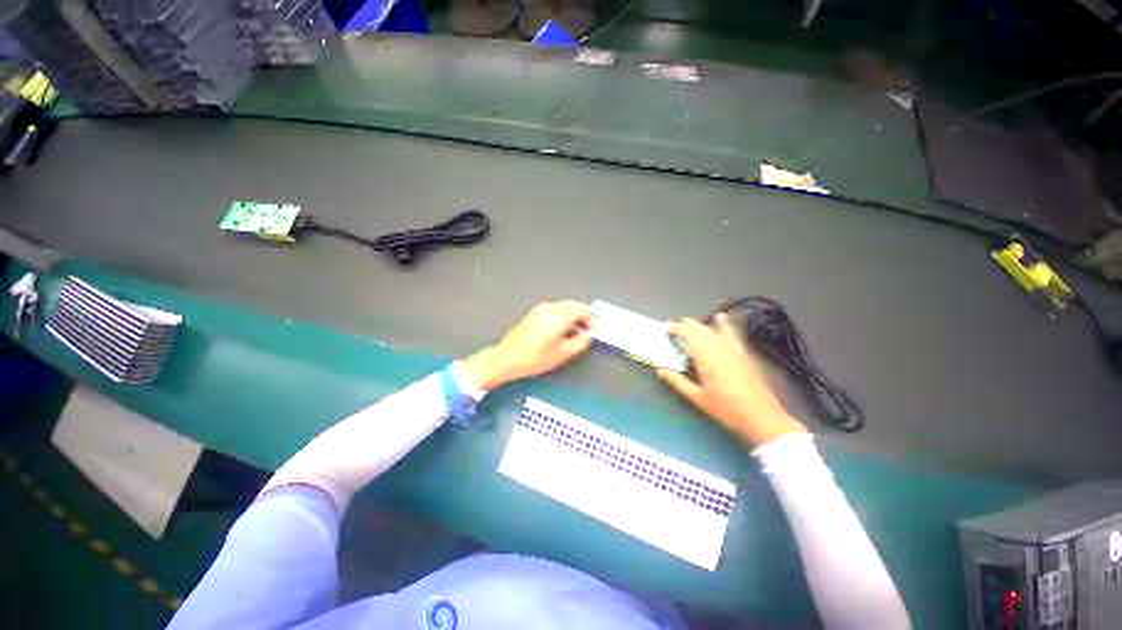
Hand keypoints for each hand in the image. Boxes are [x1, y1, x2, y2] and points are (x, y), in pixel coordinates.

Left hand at [461, 301, 592, 390]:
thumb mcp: (563, 353)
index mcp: (558, 316)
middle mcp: (550, 308)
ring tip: (573, 333)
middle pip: (573, 305)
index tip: (592, 331)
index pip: (582, 308)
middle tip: (585, 331)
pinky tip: (560, 330)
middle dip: (582, 316)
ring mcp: (540, 308)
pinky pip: (555, 309)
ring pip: (564, 306)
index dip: (591, 318)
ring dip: (572, 315)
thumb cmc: (536, 358)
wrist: (507, 358)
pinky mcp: (534, 312)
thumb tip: (590, 333)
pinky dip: (562, 315)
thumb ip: (581, 341)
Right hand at [659, 313, 805, 446]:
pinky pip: (732, 334)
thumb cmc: (726, 409)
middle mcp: (719, 349)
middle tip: (674, 325)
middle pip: (700, 330)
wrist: (761, 417)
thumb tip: (660, 369)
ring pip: (714, 330)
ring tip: (690, 321)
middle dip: (686, 325)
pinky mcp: (743, 353)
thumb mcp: (697, 398)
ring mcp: (733, 350)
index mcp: (705, 359)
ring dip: (700, 324)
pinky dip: (724, 325)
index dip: (677, 329)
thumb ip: (677, 382)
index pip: (688, 336)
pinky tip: (721, 317)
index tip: (667, 328)